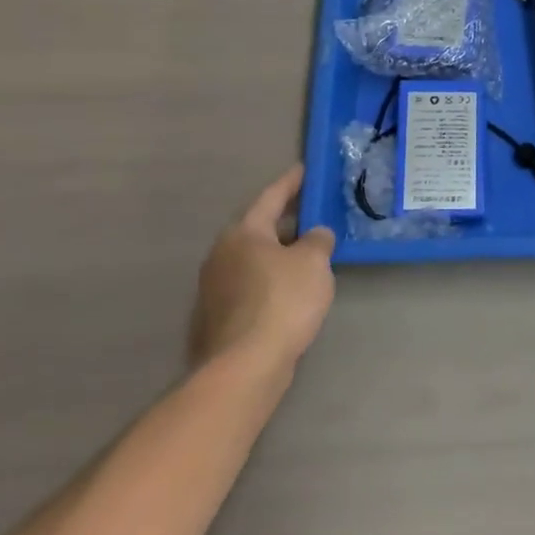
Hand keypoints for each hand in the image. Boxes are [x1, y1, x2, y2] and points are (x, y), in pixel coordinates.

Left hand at [189, 166, 336, 375]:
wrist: (246, 364)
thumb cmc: (283, 300)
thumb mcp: (313, 262)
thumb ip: (318, 240)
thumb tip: (315, 234)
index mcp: (243, 233)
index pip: (270, 197)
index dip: (291, 183)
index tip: (304, 170)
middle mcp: (223, 254)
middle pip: (259, 228)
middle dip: (286, 221)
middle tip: (312, 213)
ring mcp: (216, 287)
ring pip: (255, 259)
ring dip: (279, 253)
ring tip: (308, 253)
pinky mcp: (221, 316)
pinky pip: (253, 284)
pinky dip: (273, 279)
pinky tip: (293, 290)